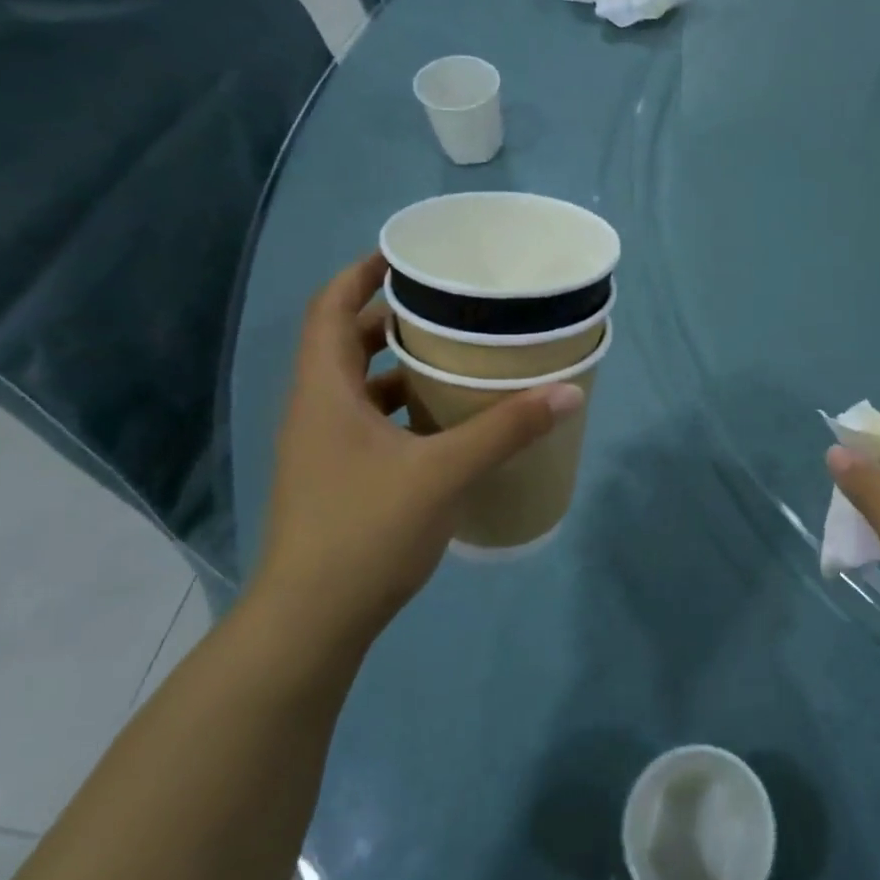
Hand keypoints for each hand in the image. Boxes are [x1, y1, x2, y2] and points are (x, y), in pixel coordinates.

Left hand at [251, 252, 583, 652]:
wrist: (312, 623)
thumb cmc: (366, 531)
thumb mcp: (444, 473)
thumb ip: (506, 429)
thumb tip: (567, 392)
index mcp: (324, 392)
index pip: (330, 309)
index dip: (362, 273)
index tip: (407, 257)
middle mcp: (315, 410)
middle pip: (345, 342)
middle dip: (391, 317)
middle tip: (447, 306)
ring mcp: (322, 448)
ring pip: (358, 385)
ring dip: (399, 365)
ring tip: (454, 356)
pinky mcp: (336, 478)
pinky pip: (368, 422)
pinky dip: (401, 408)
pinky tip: (444, 423)